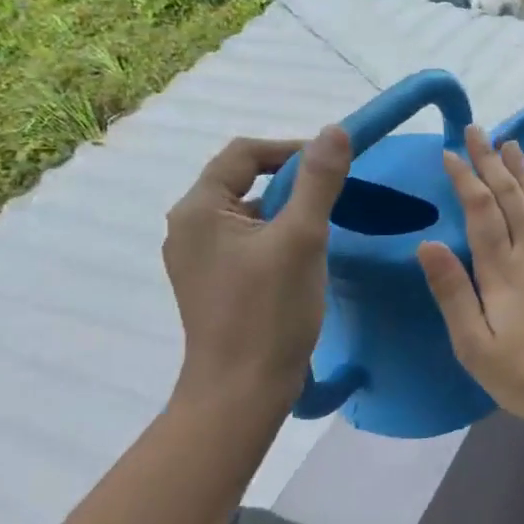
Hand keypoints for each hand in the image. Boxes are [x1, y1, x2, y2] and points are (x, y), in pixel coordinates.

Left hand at [163, 126, 350, 408]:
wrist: (241, 393)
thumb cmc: (270, 312)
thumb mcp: (302, 238)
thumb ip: (319, 180)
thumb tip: (335, 130)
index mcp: (199, 209)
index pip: (244, 154)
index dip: (290, 148)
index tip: (333, 163)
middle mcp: (188, 228)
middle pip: (243, 179)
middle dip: (290, 180)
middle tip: (334, 194)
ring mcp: (197, 258)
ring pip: (247, 212)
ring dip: (285, 208)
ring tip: (324, 224)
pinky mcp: (212, 283)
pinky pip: (246, 240)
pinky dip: (276, 234)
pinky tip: (303, 255)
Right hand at [418, 124, 523, 430]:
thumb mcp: (476, 346)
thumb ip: (453, 293)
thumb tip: (427, 244)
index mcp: (502, 269)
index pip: (480, 210)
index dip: (465, 177)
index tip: (450, 152)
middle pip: (511, 196)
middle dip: (491, 161)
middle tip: (477, 130)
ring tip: (513, 145)